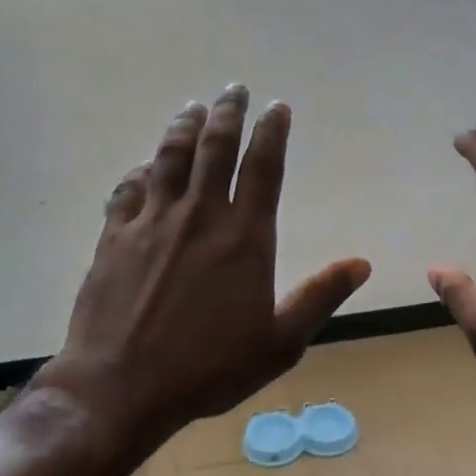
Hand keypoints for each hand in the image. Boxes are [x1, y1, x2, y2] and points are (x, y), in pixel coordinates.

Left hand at [36, 85, 371, 450]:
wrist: (122, 387)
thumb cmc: (208, 369)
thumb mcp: (279, 342)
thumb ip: (319, 297)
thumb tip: (361, 263)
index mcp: (243, 237)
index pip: (262, 167)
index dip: (272, 132)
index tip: (277, 106)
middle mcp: (198, 216)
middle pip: (214, 148)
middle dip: (228, 112)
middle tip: (234, 88)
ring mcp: (151, 222)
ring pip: (169, 158)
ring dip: (183, 127)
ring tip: (193, 107)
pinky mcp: (114, 237)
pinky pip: (127, 191)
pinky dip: (139, 172)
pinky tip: (143, 166)